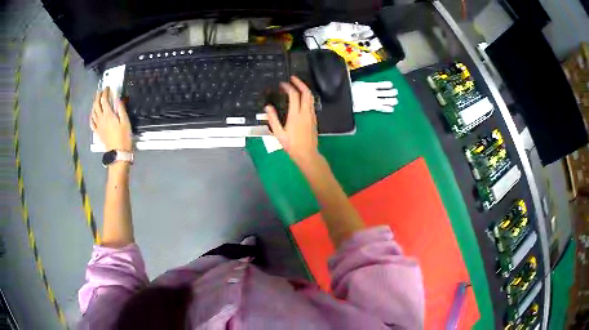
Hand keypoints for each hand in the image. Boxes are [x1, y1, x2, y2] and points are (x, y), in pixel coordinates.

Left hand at [90, 87, 131, 151]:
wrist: (118, 152)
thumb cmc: (124, 137)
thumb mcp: (125, 121)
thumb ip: (120, 108)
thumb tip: (117, 98)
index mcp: (108, 114)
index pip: (104, 99)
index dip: (105, 92)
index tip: (108, 88)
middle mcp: (101, 118)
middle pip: (96, 104)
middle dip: (98, 96)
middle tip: (101, 91)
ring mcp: (98, 126)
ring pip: (93, 112)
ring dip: (94, 104)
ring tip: (97, 100)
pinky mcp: (97, 132)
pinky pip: (92, 122)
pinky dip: (91, 116)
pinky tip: (93, 114)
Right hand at [265, 76, 319, 164]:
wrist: (307, 154)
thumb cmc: (292, 145)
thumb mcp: (279, 134)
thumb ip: (273, 119)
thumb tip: (267, 107)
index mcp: (296, 115)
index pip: (294, 96)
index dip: (288, 87)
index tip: (282, 84)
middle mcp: (305, 113)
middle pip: (306, 93)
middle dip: (300, 83)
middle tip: (293, 78)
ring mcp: (312, 115)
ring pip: (311, 97)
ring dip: (304, 89)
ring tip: (297, 85)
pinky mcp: (314, 119)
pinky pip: (311, 104)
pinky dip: (306, 97)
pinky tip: (301, 98)